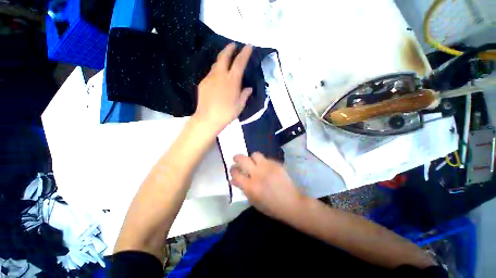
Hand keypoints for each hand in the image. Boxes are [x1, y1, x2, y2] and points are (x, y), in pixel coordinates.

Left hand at [193, 43, 252, 132]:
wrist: (208, 119)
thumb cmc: (227, 113)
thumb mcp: (240, 105)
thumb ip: (245, 95)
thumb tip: (249, 88)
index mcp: (232, 81)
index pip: (239, 62)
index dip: (245, 53)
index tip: (248, 46)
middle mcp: (220, 75)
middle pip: (224, 56)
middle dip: (229, 48)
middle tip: (233, 45)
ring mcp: (210, 78)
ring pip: (216, 64)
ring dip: (222, 60)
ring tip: (226, 62)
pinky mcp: (203, 83)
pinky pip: (211, 73)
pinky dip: (216, 72)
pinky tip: (218, 79)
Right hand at [229, 152, 305, 220]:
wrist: (291, 203)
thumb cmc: (271, 206)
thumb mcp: (253, 201)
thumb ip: (243, 188)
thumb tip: (234, 179)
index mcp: (251, 187)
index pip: (236, 174)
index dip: (232, 170)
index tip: (233, 170)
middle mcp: (258, 174)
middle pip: (243, 159)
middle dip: (237, 158)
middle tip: (236, 159)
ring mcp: (268, 167)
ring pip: (255, 154)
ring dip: (252, 158)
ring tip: (254, 163)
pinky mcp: (277, 164)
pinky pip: (266, 158)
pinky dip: (263, 162)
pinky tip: (266, 168)